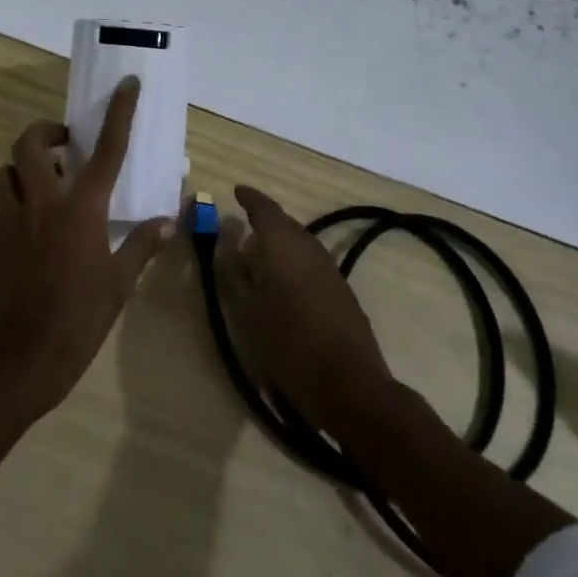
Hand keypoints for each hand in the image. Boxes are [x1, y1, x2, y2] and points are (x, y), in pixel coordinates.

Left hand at [0, 77, 171, 416]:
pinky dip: (15, 199)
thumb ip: (142, 244)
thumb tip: (166, 221)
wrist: (29, 354)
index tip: (127, 85)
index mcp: (82, 207)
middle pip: (30, 144)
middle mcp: (44, 202)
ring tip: (45, 179)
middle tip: (64, 143)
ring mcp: (14, 218)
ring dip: (23, 165)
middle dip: (44, 132)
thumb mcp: (121, 280)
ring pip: (5, 170)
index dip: (119, 112)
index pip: (106, 148)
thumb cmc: (83, 314)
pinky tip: (33, 221)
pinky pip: (1, 203)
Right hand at [217, 186, 396, 435]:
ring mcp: (329, 269)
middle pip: (284, 224)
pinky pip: (310, 262)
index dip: (249, 198)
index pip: (264, 209)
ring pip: (299, 243)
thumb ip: (233, 272)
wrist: (350, 385)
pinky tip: (283, 282)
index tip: (236, 191)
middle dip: (263, 221)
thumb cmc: (288, 345)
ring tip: (258, 255)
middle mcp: (309, 247)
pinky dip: (293, 262)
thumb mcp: (246, 311)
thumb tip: (227, 242)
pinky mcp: (341, 291)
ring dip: (279, 243)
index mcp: (283, 245)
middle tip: (242, 226)